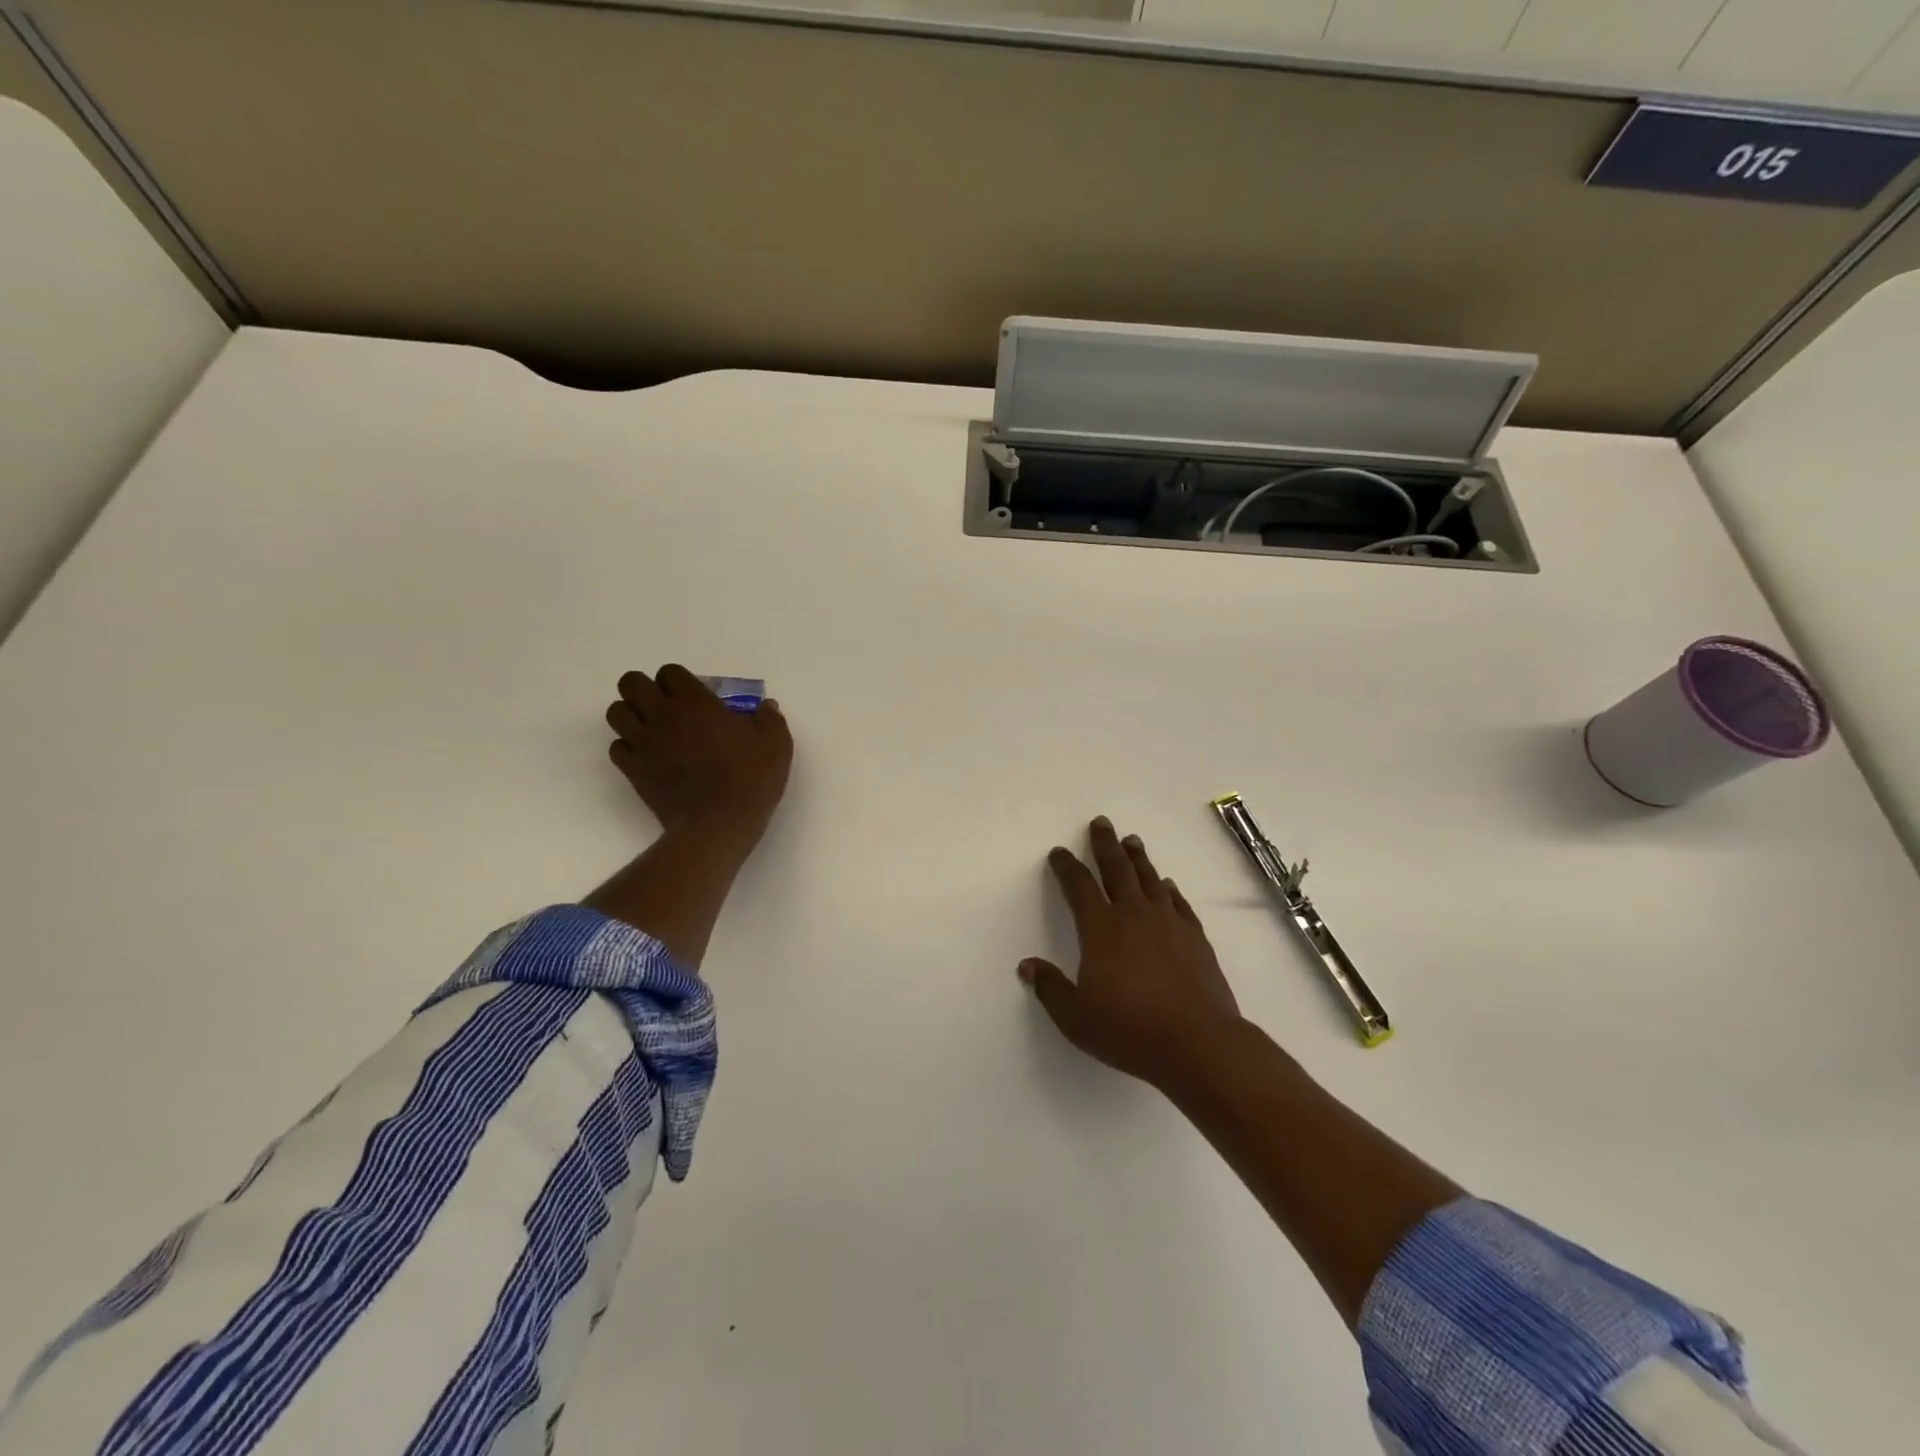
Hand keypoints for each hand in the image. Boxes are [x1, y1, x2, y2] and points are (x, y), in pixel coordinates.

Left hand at [606, 665, 792, 845]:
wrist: (718, 824)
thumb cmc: (750, 779)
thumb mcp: (776, 745)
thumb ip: (770, 719)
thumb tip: (766, 706)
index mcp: (696, 702)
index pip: (669, 672)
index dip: (678, 681)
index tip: (694, 696)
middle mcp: (662, 715)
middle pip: (630, 683)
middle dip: (644, 689)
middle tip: (666, 706)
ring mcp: (643, 743)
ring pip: (615, 712)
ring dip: (631, 715)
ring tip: (652, 729)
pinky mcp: (633, 770)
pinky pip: (616, 747)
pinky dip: (628, 748)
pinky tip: (648, 757)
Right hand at [1020, 816, 1242, 1091]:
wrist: (1198, 1044)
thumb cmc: (1130, 1030)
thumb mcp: (1076, 1017)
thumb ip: (1050, 988)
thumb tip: (1027, 966)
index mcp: (1101, 929)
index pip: (1079, 886)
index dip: (1067, 867)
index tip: (1059, 852)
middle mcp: (1134, 915)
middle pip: (1117, 869)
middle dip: (1105, 844)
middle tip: (1101, 822)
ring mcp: (1168, 923)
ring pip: (1149, 879)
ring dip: (1138, 858)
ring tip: (1131, 841)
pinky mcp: (1195, 938)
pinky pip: (1178, 903)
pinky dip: (1169, 889)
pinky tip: (1167, 885)